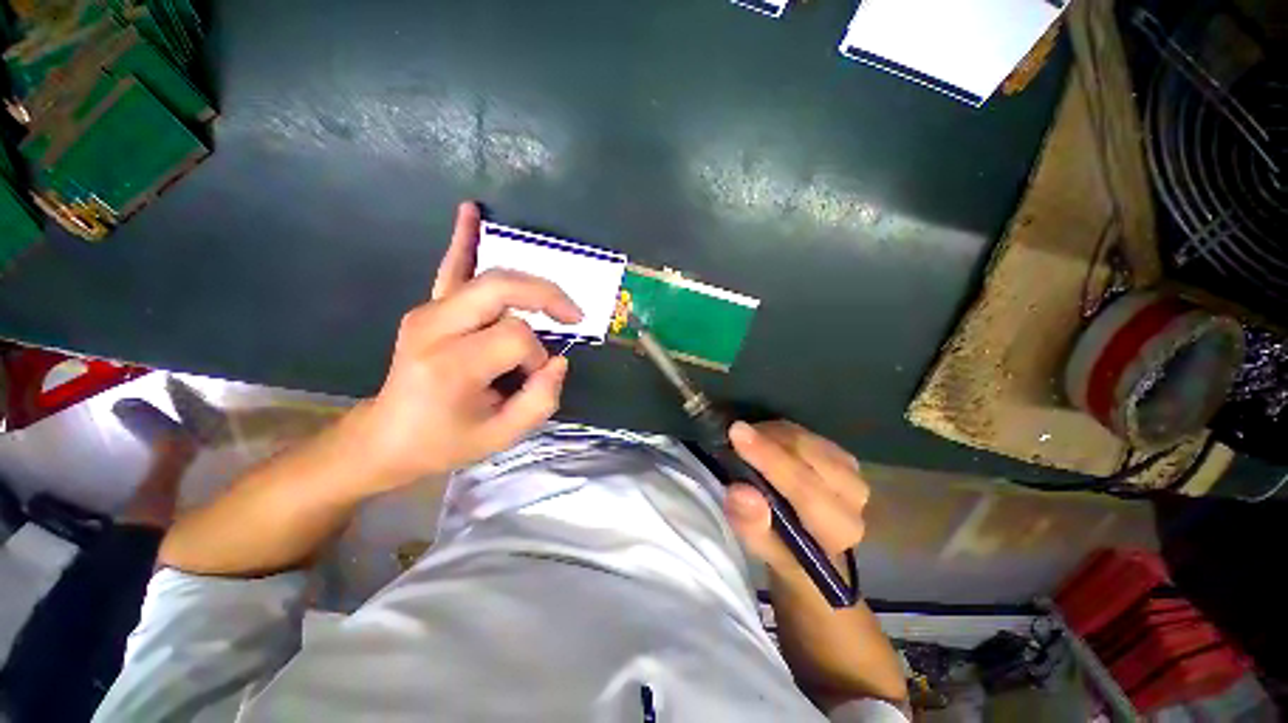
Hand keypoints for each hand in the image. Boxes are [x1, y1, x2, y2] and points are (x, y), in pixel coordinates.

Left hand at [346, 202, 582, 490]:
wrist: (385, 438)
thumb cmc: (444, 442)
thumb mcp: (501, 437)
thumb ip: (541, 400)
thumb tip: (559, 360)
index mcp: (451, 364)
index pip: (516, 336)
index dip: (537, 356)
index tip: (535, 377)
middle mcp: (435, 327)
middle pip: (502, 289)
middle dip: (546, 298)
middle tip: (571, 317)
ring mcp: (428, 312)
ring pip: (488, 277)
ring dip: (529, 285)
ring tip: (559, 302)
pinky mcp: (427, 309)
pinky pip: (450, 269)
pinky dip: (464, 240)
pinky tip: (470, 210)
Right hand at [723, 421, 869, 582]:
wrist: (812, 544)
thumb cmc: (785, 550)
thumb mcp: (763, 549)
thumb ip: (752, 526)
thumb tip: (739, 492)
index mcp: (837, 530)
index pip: (804, 489)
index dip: (769, 459)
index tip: (737, 433)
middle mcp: (855, 498)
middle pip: (808, 455)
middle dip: (767, 441)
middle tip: (735, 433)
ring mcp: (852, 472)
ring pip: (806, 439)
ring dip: (772, 435)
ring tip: (747, 441)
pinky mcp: (843, 456)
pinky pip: (808, 433)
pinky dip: (781, 432)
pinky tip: (765, 440)